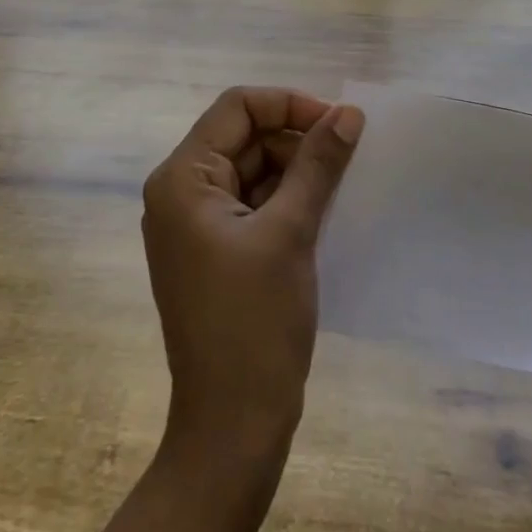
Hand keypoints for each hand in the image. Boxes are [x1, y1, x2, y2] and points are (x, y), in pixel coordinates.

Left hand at [141, 88, 363, 463]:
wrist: (233, 427)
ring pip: (254, 170)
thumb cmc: (254, 322)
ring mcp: (196, 225)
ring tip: (344, 185)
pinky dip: (288, 200)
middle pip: (245, 137)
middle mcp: (181, 193)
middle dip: (297, 140)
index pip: (237, 108)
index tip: (339, 123)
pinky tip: (326, 211)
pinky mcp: (216, 251)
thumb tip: (350, 112)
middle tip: (350, 159)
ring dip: (298, 170)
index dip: (289, 104)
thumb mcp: (291, 232)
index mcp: (182, 179)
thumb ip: (319, 164)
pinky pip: (254, 204)